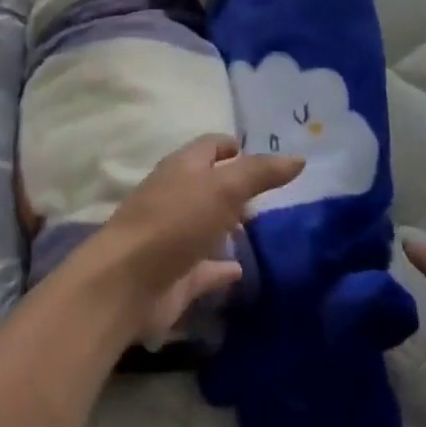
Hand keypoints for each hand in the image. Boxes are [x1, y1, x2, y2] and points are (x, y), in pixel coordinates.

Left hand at [88, 136, 301, 344]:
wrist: (128, 281)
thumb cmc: (175, 222)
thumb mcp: (223, 188)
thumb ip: (259, 173)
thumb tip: (298, 158)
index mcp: (181, 168)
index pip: (208, 147)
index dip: (230, 145)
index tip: (256, 151)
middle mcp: (175, 198)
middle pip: (207, 185)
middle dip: (232, 186)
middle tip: (267, 193)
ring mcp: (174, 238)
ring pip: (205, 225)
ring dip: (226, 225)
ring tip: (259, 228)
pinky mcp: (176, 276)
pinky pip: (205, 268)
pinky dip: (221, 267)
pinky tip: (240, 271)